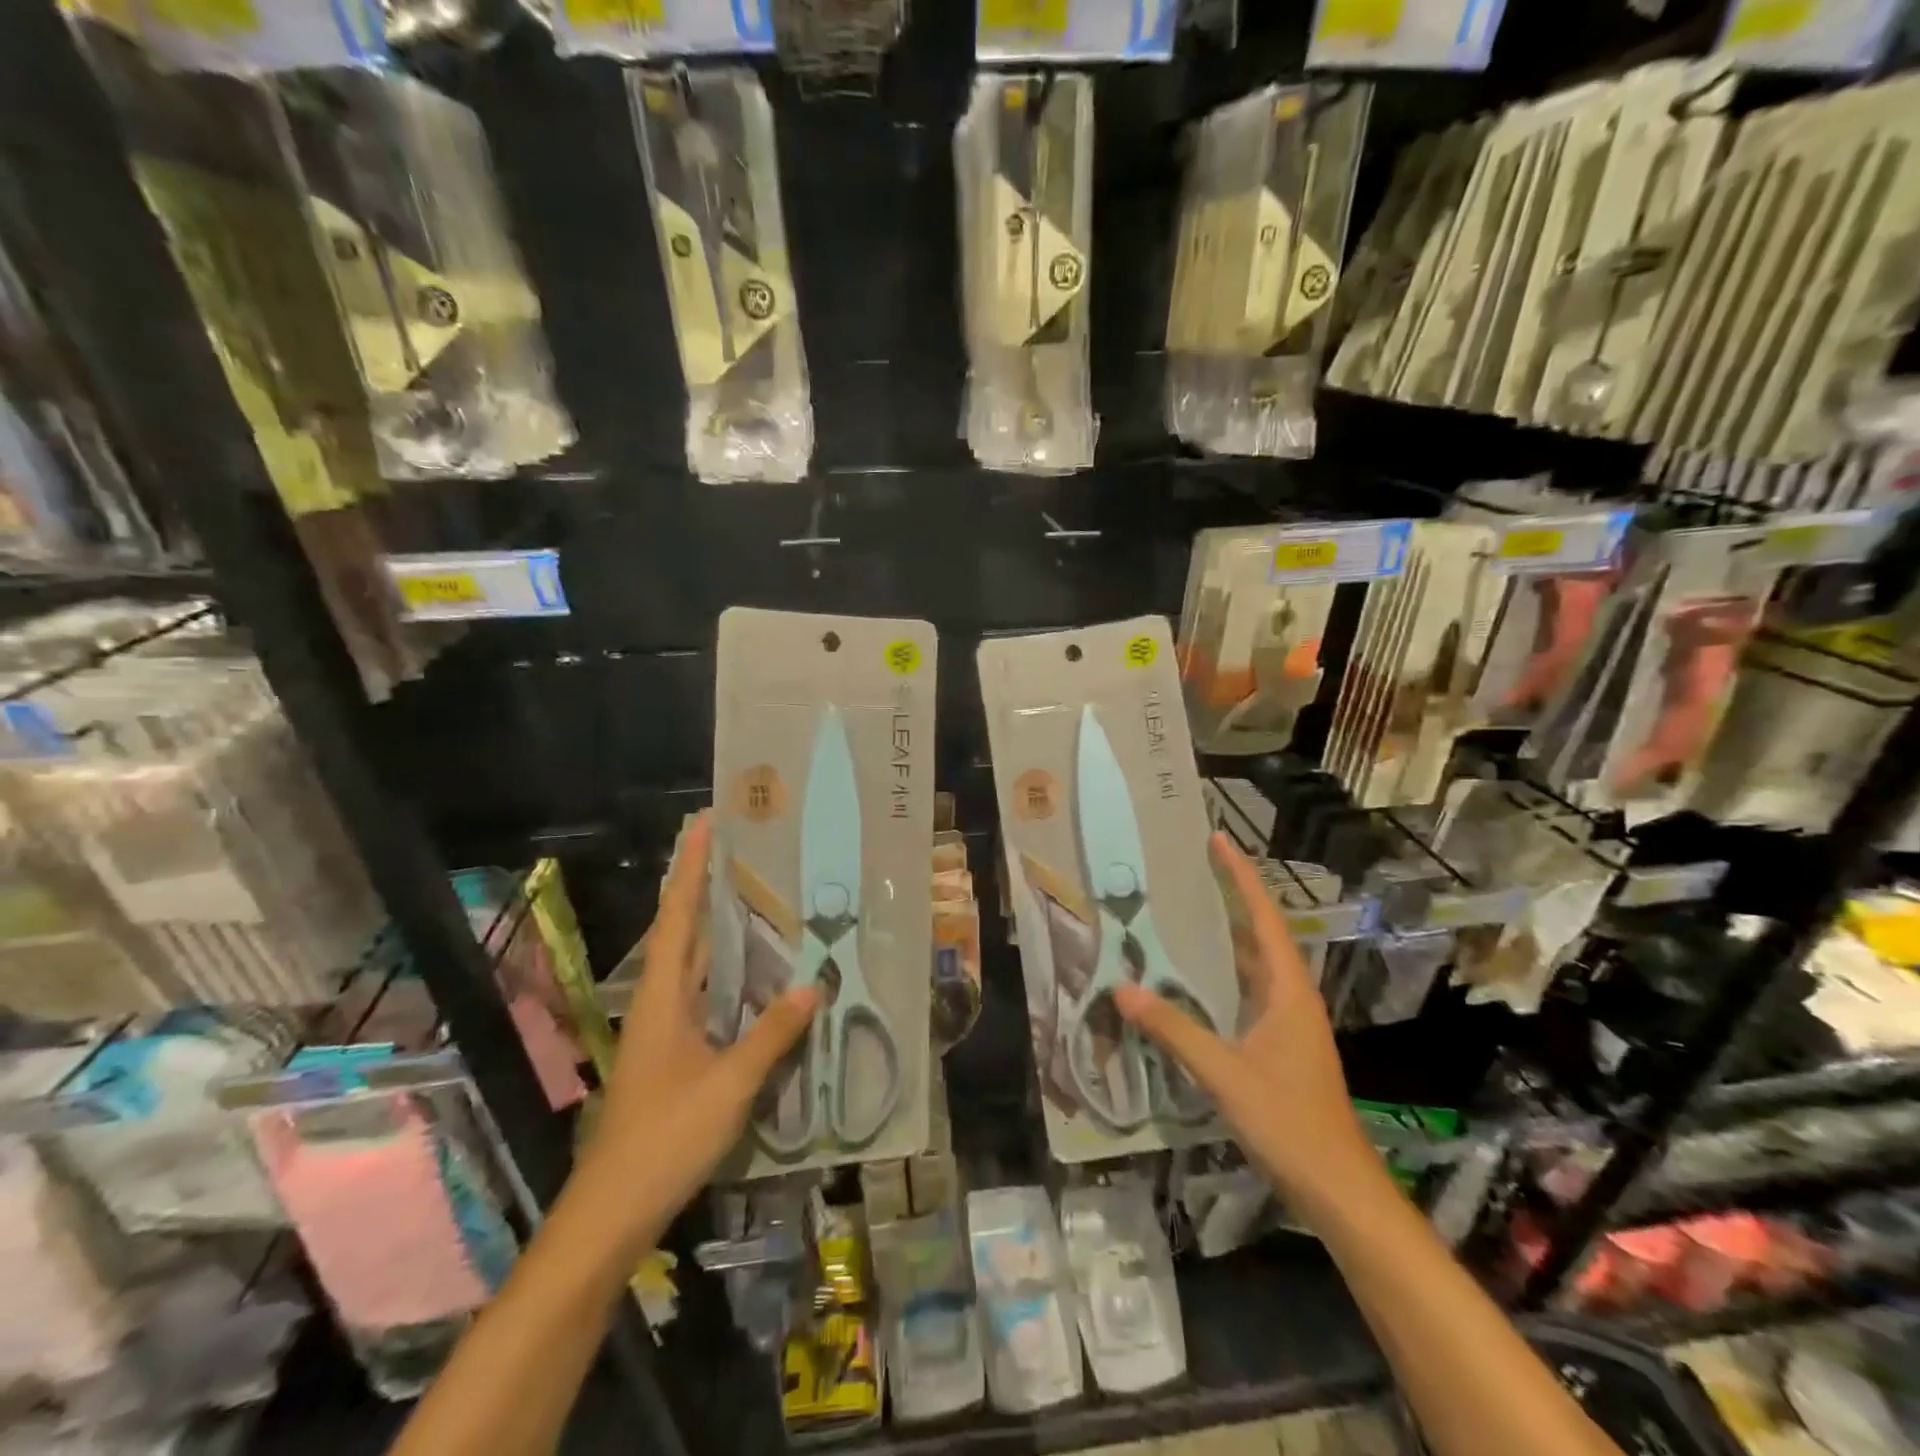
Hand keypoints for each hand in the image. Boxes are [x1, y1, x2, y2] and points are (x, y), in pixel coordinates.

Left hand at [580, 812, 818, 1226]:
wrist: (612, 1212)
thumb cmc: (666, 1138)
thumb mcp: (729, 1085)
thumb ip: (771, 1035)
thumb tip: (813, 987)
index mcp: (664, 997)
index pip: (678, 917)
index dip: (691, 868)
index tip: (705, 823)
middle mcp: (660, 1003)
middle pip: (682, 931)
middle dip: (706, 887)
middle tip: (743, 850)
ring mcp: (664, 1031)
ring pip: (693, 964)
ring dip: (717, 928)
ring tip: (756, 897)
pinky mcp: (673, 1055)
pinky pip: (704, 997)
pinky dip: (726, 975)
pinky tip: (756, 977)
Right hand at [1114, 832, 1382, 1219]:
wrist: (1338, 1189)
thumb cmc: (1289, 1122)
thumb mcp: (1224, 1073)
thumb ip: (1173, 1029)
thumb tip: (1123, 988)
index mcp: (1288, 990)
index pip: (1264, 918)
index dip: (1240, 877)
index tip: (1217, 840)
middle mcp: (1291, 996)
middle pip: (1260, 933)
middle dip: (1231, 897)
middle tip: (1192, 867)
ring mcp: (1287, 1023)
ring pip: (1253, 964)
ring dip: (1226, 935)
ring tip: (1186, 910)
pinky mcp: (1279, 1046)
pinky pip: (1246, 992)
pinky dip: (1222, 974)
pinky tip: (1193, 979)